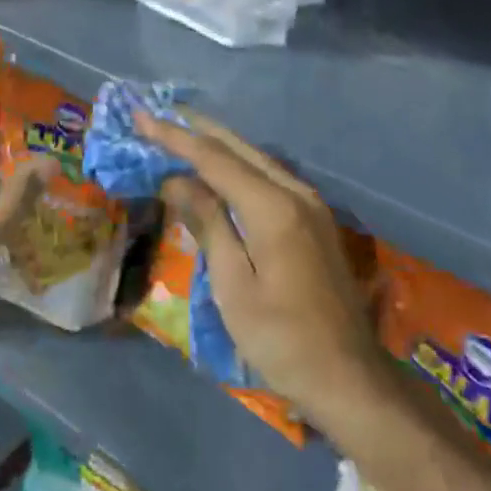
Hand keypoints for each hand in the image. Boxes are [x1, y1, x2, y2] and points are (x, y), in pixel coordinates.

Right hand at [135, 110, 388, 437]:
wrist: (348, 376)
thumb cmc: (282, 339)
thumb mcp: (234, 285)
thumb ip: (209, 224)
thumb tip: (177, 180)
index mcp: (273, 206)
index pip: (214, 159)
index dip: (175, 138)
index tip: (142, 118)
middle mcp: (295, 192)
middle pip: (239, 148)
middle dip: (197, 130)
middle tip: (159, 114)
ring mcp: (311, 203)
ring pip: (257, 158)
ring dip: (219, 144)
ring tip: (184, 131)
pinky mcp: (315, 219)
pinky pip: (271, 176)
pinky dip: (240, 164)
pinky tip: (223, 167)